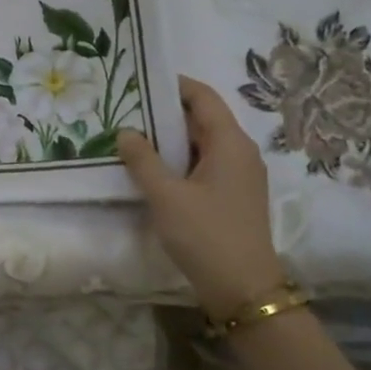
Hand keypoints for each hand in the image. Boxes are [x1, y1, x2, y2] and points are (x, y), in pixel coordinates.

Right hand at [118, 75, 285, 315]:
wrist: (243, 289)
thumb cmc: (206, 235)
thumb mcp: (166, 196)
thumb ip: (143, 160)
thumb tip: (126, 131)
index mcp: (230, 142)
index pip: (203, 97)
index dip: (174, 85)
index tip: (140, 80)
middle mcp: (240, 152)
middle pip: (203, 118)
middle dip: (166, 112)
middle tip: (127, 109)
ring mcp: (239, 175)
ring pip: (202, 143)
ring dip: (171, 139)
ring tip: (133, 136)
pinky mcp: (233, 196)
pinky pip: (205, 164)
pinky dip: (180, 160)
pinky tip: (153, 170)